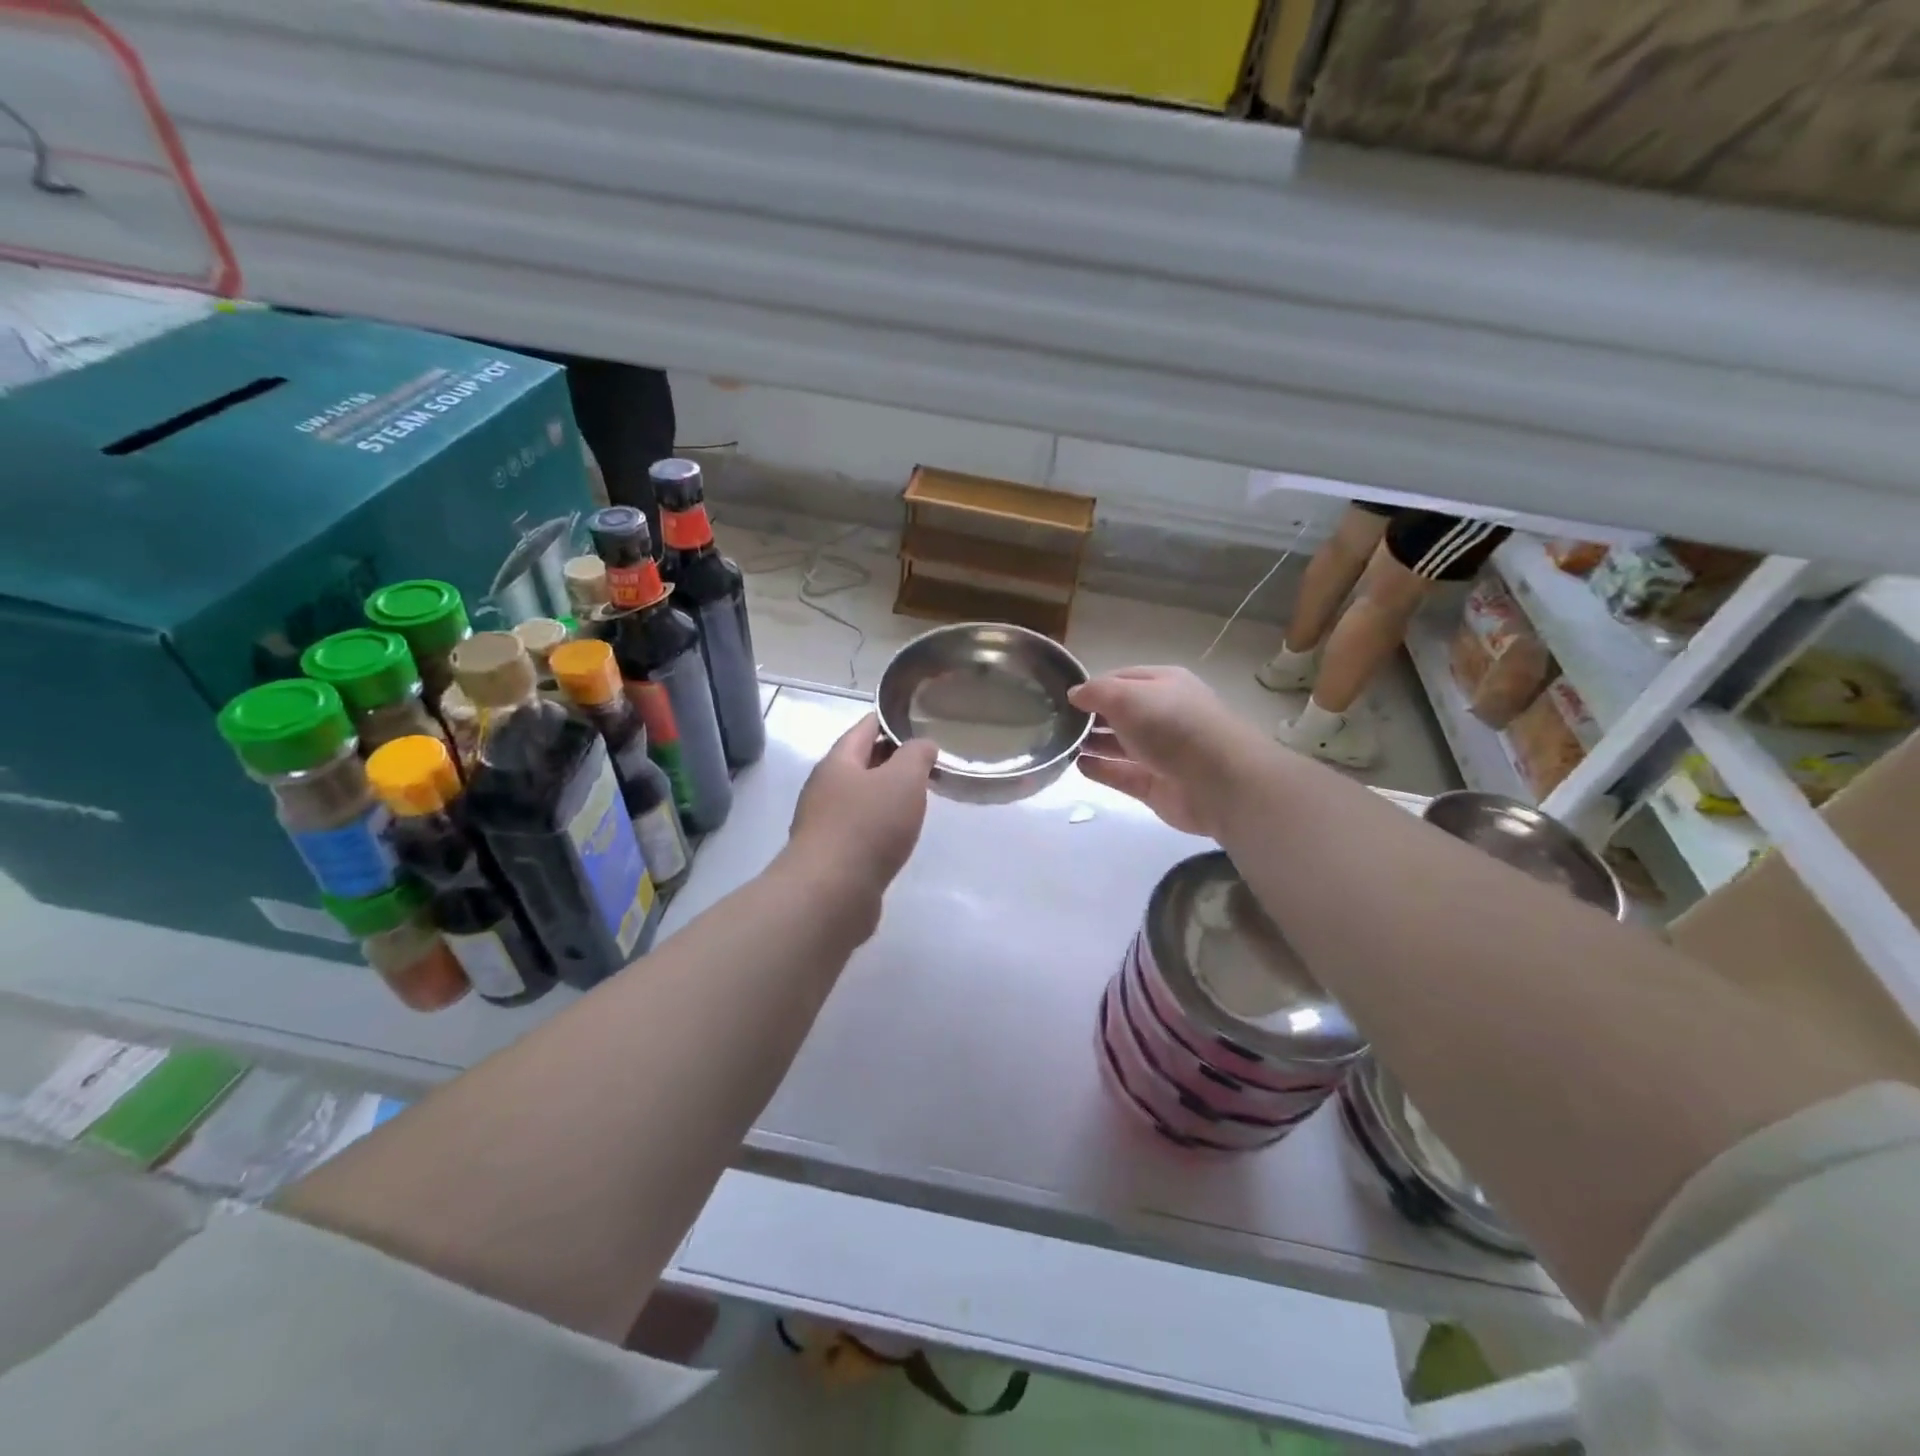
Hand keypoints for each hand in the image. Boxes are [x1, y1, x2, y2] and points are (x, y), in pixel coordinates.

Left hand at [788, 713, 938, 894]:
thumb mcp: (903, 780)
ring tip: (918, 797)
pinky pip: (860, 828)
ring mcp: (824, 823)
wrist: (830, 894)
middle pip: (861, 763)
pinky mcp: (831, 855)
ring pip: (860, 798)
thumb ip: (916, 755)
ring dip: (886, 794)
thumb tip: (922, 745)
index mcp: (838, 762)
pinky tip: (898, 835)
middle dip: (892, 758)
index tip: (918, 720)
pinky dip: (880, 824)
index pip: (865, 728)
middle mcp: (825, 788)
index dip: (890, 720)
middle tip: (927, 760)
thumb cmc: (867, 827)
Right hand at [1069, 667, 1251, 838]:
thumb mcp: (1127, 696)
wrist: (1219, 781)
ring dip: (1092, 742)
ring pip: (1119, 745)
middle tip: (1055, 722)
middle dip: (1090, 716)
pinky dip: (1100, 770)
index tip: (1061, 696)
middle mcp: (1163, 716)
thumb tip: (1074, 694)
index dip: (1093, 686)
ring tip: (1061, 743)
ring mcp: (1159, 753)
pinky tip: (1078, 765)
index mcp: (1164, 685)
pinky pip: (1121, 774)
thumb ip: (1096, 692)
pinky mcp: (1154, 785)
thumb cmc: (1172, 726)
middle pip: (1120, 713)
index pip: (1121, 679)